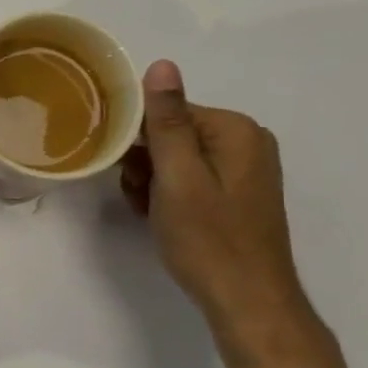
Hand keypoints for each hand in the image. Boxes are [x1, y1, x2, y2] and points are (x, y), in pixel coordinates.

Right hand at [121, 60, 312, 340]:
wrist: (246, 302)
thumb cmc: (208, 239)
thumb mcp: (178, 177)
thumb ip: (167, 121)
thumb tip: (161, 64)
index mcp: (235, 130)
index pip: (166, 111)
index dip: (136, 138)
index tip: (121, 167)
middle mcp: (245, 141)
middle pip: (170, 133)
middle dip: (143, 162)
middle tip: (138, 196)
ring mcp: (242, 168)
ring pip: (173, 157)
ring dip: (150, 181)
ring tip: (148, 210)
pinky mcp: (234, 192)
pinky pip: (187, 177)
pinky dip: (167, 193)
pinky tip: (159, 216)